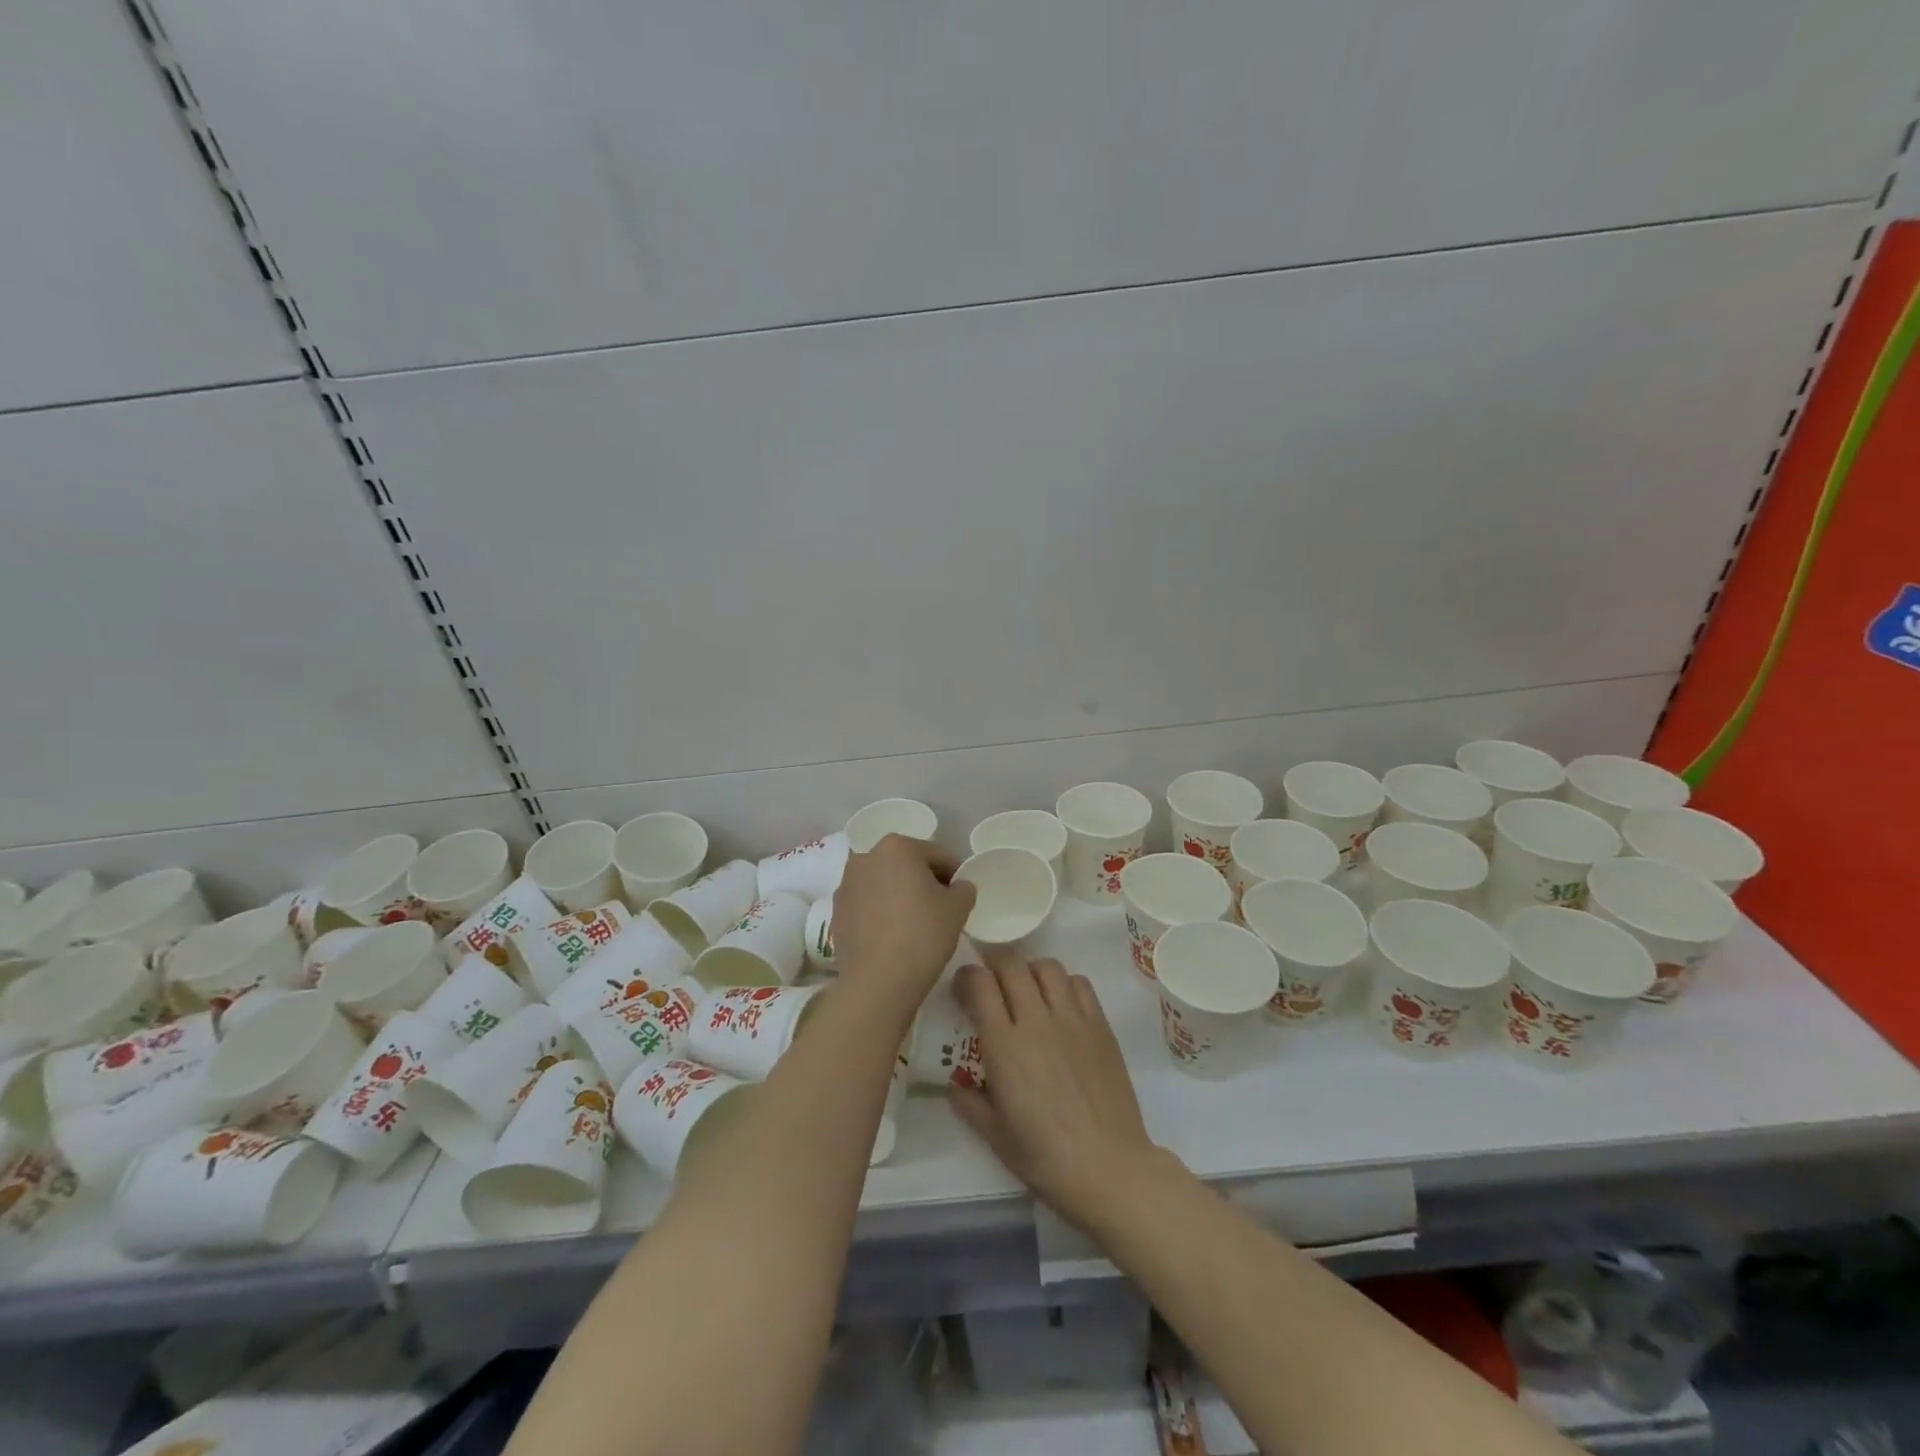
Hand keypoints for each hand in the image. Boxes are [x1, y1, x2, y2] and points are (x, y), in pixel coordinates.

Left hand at [830, 834, 975, 1008]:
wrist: (878, 981)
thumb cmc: (923, 934)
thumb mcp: (959, 907)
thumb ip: (964, 888)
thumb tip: (958, 887)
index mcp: (896, 846)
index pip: (936, 855)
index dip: (955, 873)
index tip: (963, 893)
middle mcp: (865, 857)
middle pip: (906, 865)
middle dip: (924, 881)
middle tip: (942, 907)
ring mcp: (846, 885)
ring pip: (884, 884)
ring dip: (900, 895)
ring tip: (916, 923)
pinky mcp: (836, 912)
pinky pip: (867, 905)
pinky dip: (881, 913)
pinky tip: (893, 936)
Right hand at [951, 958, 1162, 1231]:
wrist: (1108, 1167)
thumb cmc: (1046, 1157)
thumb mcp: (995, 1136)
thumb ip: (970, 1104)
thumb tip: (955, 1086)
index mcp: (1004, 1046)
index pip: (980, 984)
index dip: (966, 976)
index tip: (961, 989)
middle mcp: (1036, 1021)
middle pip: (1011, 965)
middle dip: (994, 967)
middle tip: (991, 986)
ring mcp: (1072, 1019)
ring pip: (1046, 966)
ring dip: (1029, 971)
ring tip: (1026, 991)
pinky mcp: (1100, 1025)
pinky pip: (1079, 983)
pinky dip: (1064, 984)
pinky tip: (1060, 1005)